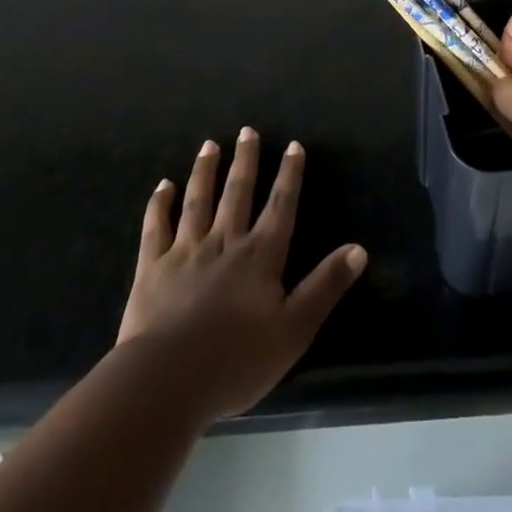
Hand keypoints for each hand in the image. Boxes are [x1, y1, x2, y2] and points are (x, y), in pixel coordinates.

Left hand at [117, 128, 365, 419]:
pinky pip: (156, 227)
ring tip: (210, 145)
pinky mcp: (152, 268)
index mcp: (260, 256)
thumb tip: (359, 249)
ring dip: (205, 171)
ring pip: (198, 201)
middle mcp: (224, 242)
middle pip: (238, 193)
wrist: (166, 381)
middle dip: (245, 160)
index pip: (280, 206)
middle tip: (247, 130)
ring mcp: (185, 252)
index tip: (294, 145)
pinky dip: (159, 204)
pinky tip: (163, 186)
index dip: (290, 175)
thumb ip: (325, 286)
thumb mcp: (294, 330)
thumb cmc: (236, 361)